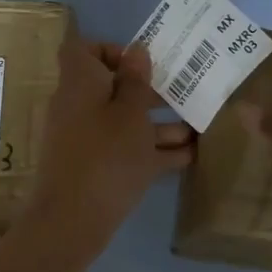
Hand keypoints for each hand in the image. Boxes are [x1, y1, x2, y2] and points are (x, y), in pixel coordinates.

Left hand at [23, 37, 193, 254]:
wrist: (72, 221)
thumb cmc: (106, 156)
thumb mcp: (130, 114)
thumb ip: (136, 82)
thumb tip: (136, 51)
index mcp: (80, 83)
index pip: (82, 51)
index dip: (110, 49)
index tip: (140, 61)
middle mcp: (79, 107)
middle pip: (111, 88)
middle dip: (148, 90)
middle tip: (183, 92)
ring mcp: (86, 140)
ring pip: (124, 122)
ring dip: (159, 123)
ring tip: (198, 127)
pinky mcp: (95, 168)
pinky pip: (126, 150)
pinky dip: (153, 150)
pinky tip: (189, 156)